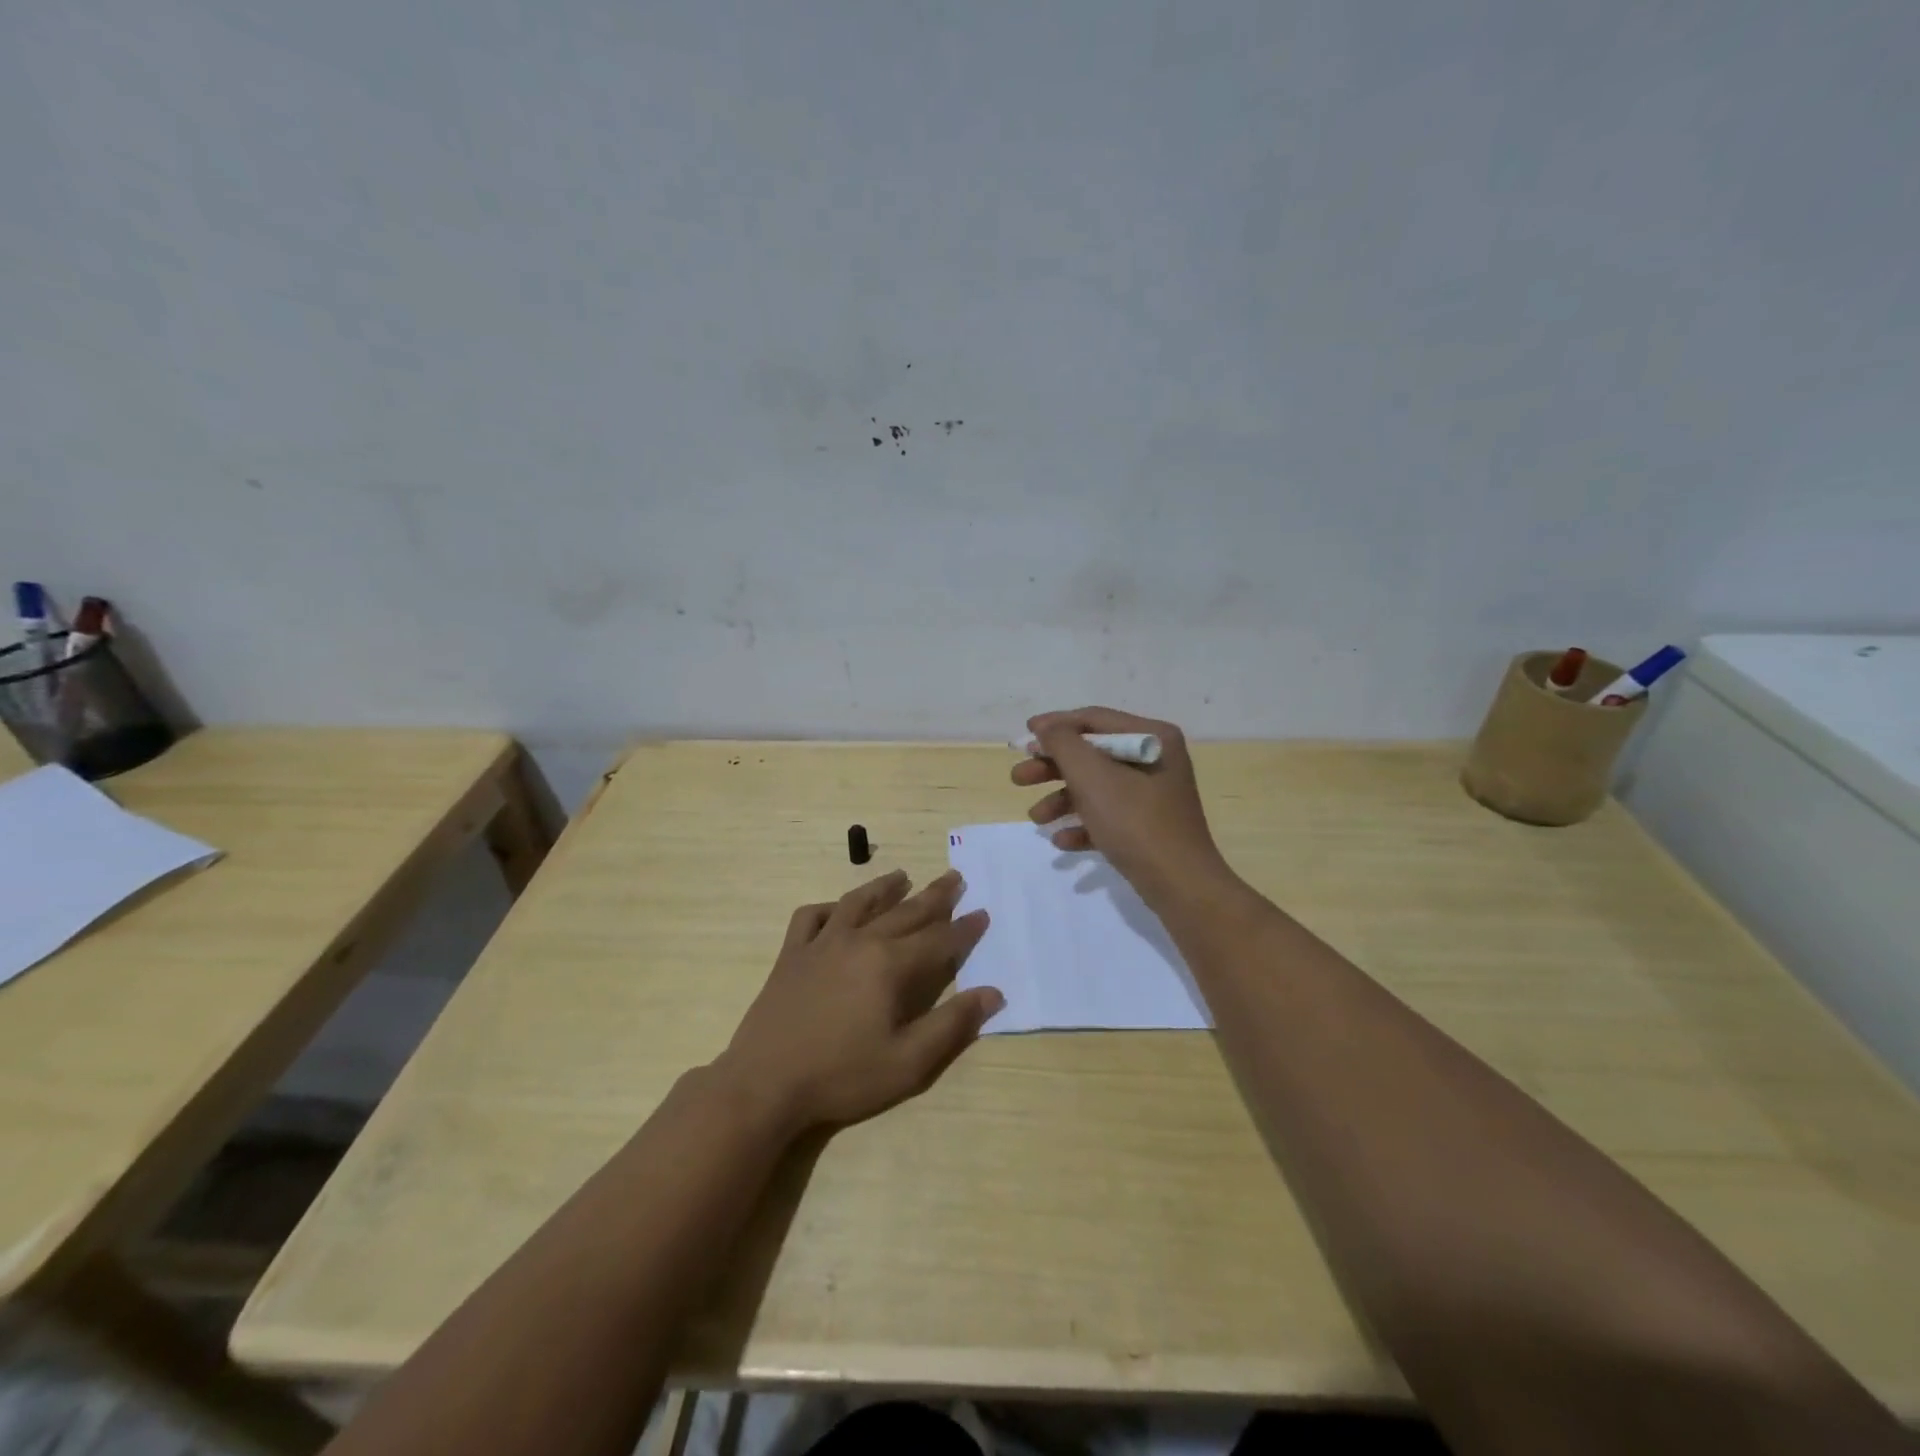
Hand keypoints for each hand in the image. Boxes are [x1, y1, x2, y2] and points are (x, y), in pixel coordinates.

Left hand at [714, 869, 1000, 1134]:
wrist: (764, 1084)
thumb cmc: (841, 1076)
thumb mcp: (907, 1062)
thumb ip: (952, 1025)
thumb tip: (992, 992)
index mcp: (889, 964)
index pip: (938, 940)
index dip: (964, 929)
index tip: (983, 913)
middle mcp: (859, 941)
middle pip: (905, 912)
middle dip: (934, 896)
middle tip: (955, 878)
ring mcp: (821, 943)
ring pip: (858, 902)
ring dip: (884, 887)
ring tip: (902, 876)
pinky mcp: (791, 954)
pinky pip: (811, 917)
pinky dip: (828, 908)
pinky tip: (837, 910)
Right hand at [1012, 706, 1230, 904]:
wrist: (1181, 886)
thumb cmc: (1135, 822)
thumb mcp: (1092, 776)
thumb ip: (1063, 744)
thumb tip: (1046, 728)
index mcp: (1152, 737)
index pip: (1094, 719)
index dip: (1055, 725)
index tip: (1023, 735)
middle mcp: (1156, 759)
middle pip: (1092, 754)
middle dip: (1052, 767)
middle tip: (1018, 779)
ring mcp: (1153, 795)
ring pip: (1096, 787)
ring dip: (1062, 799)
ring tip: (1035, 818)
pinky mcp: (1148, 827)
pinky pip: (1108, 816)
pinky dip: (1083, 824)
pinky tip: (1061, 841)